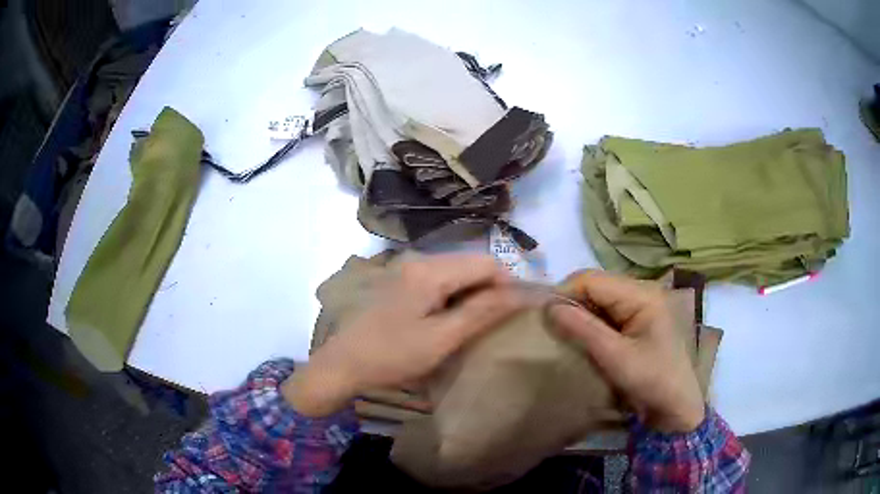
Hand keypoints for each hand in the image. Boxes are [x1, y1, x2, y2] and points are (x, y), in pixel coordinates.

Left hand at [283, 254, 526, 416]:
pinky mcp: (399, 281)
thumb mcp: (441, 338)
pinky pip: (439, 280)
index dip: (508, 284)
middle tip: (496, 322)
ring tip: (476, 323)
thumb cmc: (392, 355)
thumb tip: (521, 293)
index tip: (515, 313)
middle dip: (491, 289)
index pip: (486, 263)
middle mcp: (418, 259)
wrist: (343, 364)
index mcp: (429, 270)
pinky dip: (453, 296)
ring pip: (456, 272)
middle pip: (470, 264)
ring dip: (472, 293)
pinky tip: (450, 319)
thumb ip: (482, 311)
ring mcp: (406, 268)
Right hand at [548, 270, 704, 432]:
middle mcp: (642, 292)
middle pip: (596, 285)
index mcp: (642, 294)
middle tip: (551, 328)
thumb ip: (584, 329)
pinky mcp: (639, 320)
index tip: (543, 317)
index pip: (592, 279)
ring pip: (600, 298)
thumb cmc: (653, 381)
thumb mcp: (616, 358)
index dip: (565, 293)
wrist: (678, 406)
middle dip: (571, 303)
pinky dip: (591, 322)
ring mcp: (642, 305)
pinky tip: (582, 338)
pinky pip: (608, 312)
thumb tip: (548, 307)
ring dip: (580, 313)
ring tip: (563, 333)